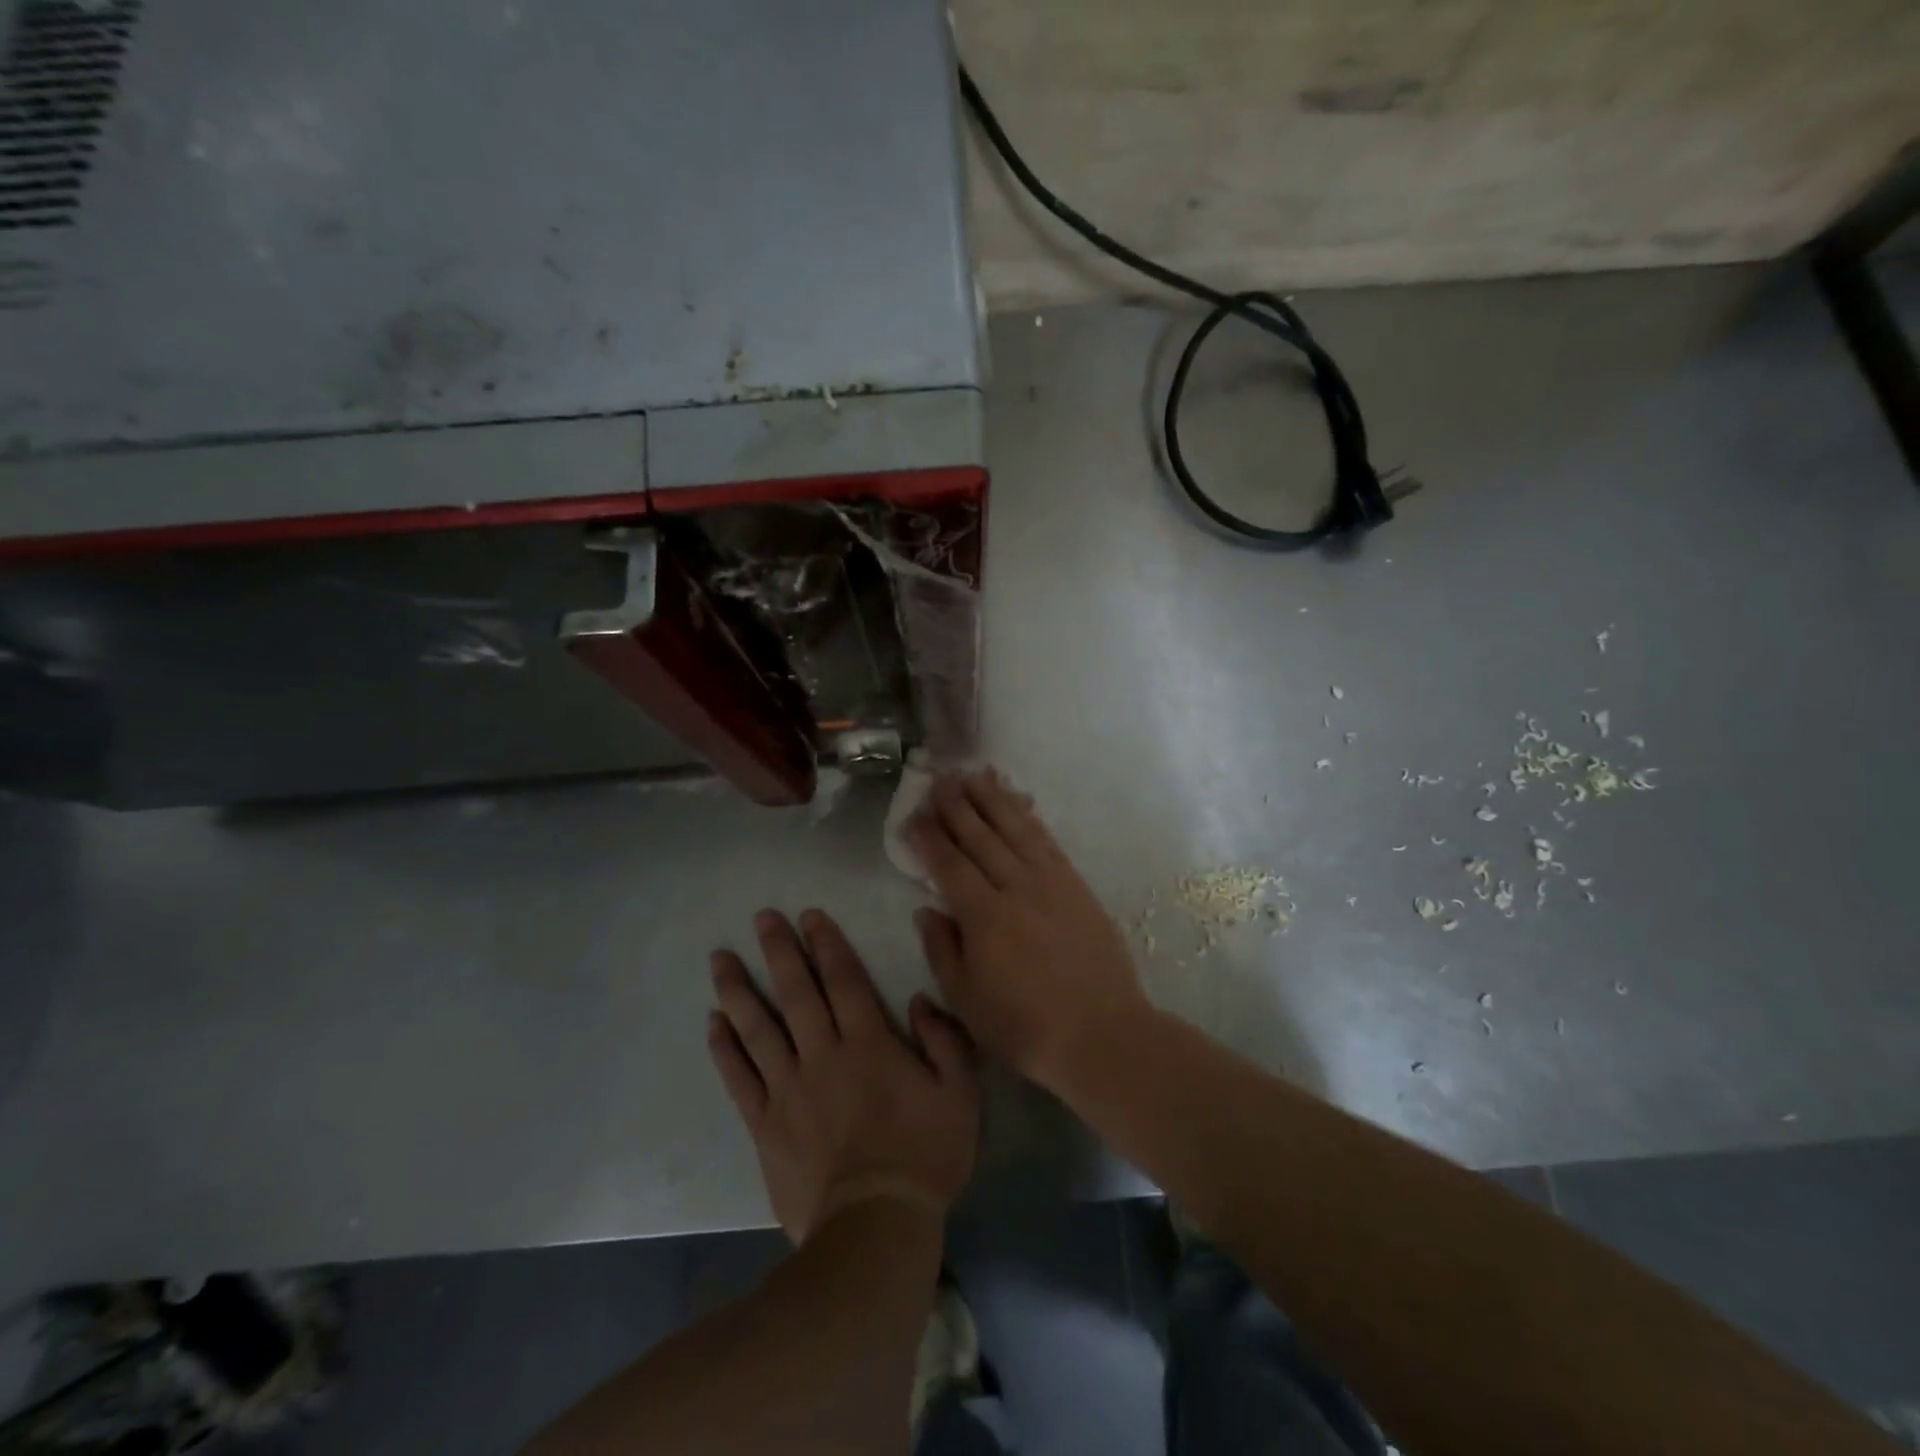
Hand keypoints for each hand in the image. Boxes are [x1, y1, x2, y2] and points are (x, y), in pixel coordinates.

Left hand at [708, 908, 979, 1243]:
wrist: (875, 1228)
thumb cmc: (924, 1157)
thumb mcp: (960, 1094)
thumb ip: (945, 1040)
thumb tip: (920, 1000)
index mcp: (869, 1044)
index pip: (843, 980)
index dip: (826, 944)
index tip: (809, 916)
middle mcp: (823, 1055)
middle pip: (796, 993)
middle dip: (779, 951)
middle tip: (761, 917)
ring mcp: (788, 1090)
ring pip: (758, 1029)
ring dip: (739, 990)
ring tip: (720, 958)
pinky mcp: (765, 1125)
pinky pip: (739, 1078)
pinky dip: (724, 1049)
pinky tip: (713, 1022)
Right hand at [907, 769, 1152, 1092]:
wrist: (1101, 1033)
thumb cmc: (1025, 1027)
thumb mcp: (966, 1002)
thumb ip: (942, 950)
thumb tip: (927, 908)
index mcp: (984, 916)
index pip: (949, 865)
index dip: (929, 837)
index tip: (914, 814)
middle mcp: (1016, 888)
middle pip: (981, 837)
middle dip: (957, 806)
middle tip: (939, 779)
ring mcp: (1051, 883)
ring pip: (1016, 829)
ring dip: (993, 799)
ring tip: (974, 775)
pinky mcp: (1077, 885)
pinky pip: (1048, 841)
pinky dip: (1030, 818)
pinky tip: (1019, 804)